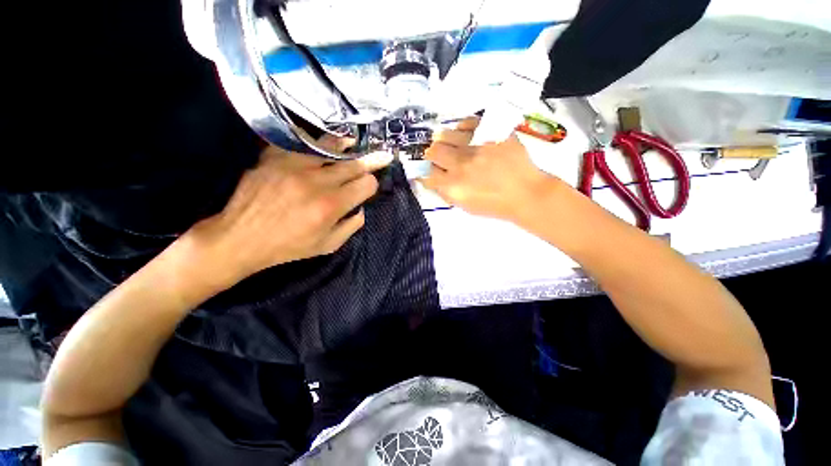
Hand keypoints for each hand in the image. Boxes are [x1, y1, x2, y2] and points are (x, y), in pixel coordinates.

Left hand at [179, 137, 391, 290]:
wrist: (240, 237)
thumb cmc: (288, 246)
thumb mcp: (328, 246)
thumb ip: (351, 226)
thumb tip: (361, 208)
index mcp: (331, 205)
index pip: (365, 184)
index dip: (372, 184)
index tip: (370, 186)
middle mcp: (316, 181)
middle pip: (353, 165)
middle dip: (371, 161)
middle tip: (384, 155)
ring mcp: (293, 165)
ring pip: (330, 147)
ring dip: (346, 146)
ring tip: (353, 141)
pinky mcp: (274, 157)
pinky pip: (301, 145)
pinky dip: (315, 145)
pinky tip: (321, 145)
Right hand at [421, 118, 556, 221]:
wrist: (526, 194)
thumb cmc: (494, 205)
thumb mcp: (465, 206)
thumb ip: (446, 193)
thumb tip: (433, 179)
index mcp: (453, 187)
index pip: (427, 174)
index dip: (425, 172)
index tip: (429, 170)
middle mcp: (460, 165)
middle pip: (433, 151)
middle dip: (432, 154)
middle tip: (439, 155)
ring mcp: (476, 147)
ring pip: (446, 134)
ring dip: (443, 140)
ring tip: (449, 143)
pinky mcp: (491, 134)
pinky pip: (468, 122)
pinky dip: (462, 127)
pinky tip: (464, 133)